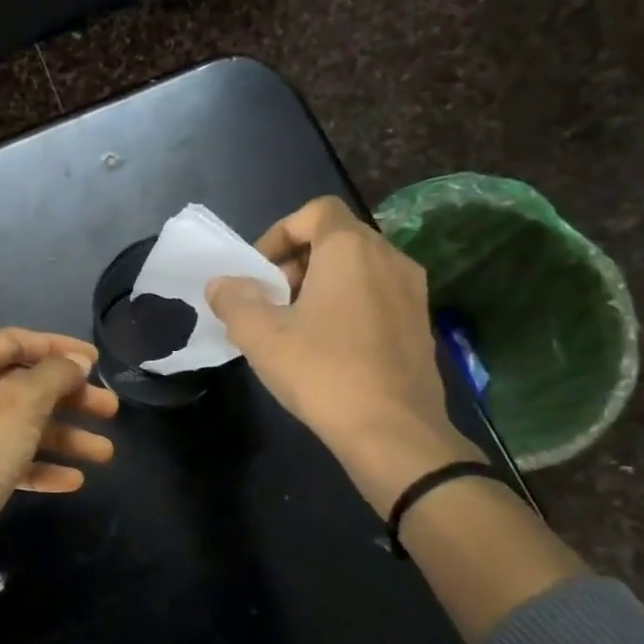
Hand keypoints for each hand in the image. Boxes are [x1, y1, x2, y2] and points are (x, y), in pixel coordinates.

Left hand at [0, 328, 117, 581]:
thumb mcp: (20, 404)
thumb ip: (54, 375)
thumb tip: (76, 361)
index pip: (15, 342)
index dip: (57, 347)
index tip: (95, 362)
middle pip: (23, 386)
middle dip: (69, 397)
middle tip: (110, 410)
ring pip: (21, 427)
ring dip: (64, 436)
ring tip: (105, 453)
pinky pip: (11, 461)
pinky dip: (41, 466)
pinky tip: (74, 481)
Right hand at [207, 197, 480, 514]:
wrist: (393, 431)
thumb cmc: (322, 372)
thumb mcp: (260, 336)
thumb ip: (234, 300)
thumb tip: (222, 284)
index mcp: (351, 250)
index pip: (315, 211)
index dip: (279, 233)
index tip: (259, 272)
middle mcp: (389, 259)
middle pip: (336, 238)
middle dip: (296, 262)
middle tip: (271, 301)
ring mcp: (412, 292)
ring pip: (358, 268)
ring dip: (321, 285)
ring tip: (295, 326)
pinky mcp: (421, 324)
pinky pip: (376, 294)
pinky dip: (347, 305)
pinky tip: (328, 347)